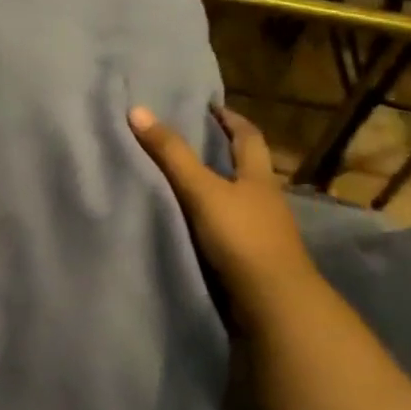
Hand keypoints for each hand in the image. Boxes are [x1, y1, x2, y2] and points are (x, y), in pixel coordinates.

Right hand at [129, 103, 313, 311]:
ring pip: (240, 199)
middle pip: (248, 167)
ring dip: (220, 188)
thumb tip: (138, 110)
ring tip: (187, 182)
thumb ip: (171, 154)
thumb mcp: (201, 190)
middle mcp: (266, 199)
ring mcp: (263, 231)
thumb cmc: (241, 236)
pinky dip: (215, 219)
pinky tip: (196, 224)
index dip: (231, 120)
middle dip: (226, 153)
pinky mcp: (254, 258)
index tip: (212, 108)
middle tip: (196, 141)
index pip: (248, 137)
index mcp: (258, 177)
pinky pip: (232, 228)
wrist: (272, 301)